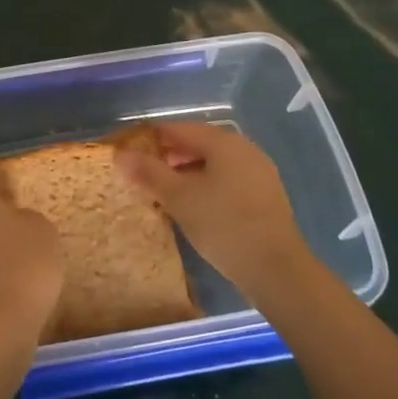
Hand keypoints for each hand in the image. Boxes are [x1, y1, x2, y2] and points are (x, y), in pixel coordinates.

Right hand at [114, 122, 312, 302]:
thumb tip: (121, 154)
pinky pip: (229, 179)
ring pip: (215, 163)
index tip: (129, 153)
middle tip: (145, 174)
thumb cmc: (223, 224)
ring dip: (189, 172)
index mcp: (223, 142)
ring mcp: (260, 172)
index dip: (151, 138)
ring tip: (166, 192)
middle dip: (170, 156)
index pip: (178, 129)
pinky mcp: (266, 196)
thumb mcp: (178, 198)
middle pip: (199, 143)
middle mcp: (245, 149)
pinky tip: (196, 206)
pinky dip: (208, 185)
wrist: (276, 269)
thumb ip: (149, 172)